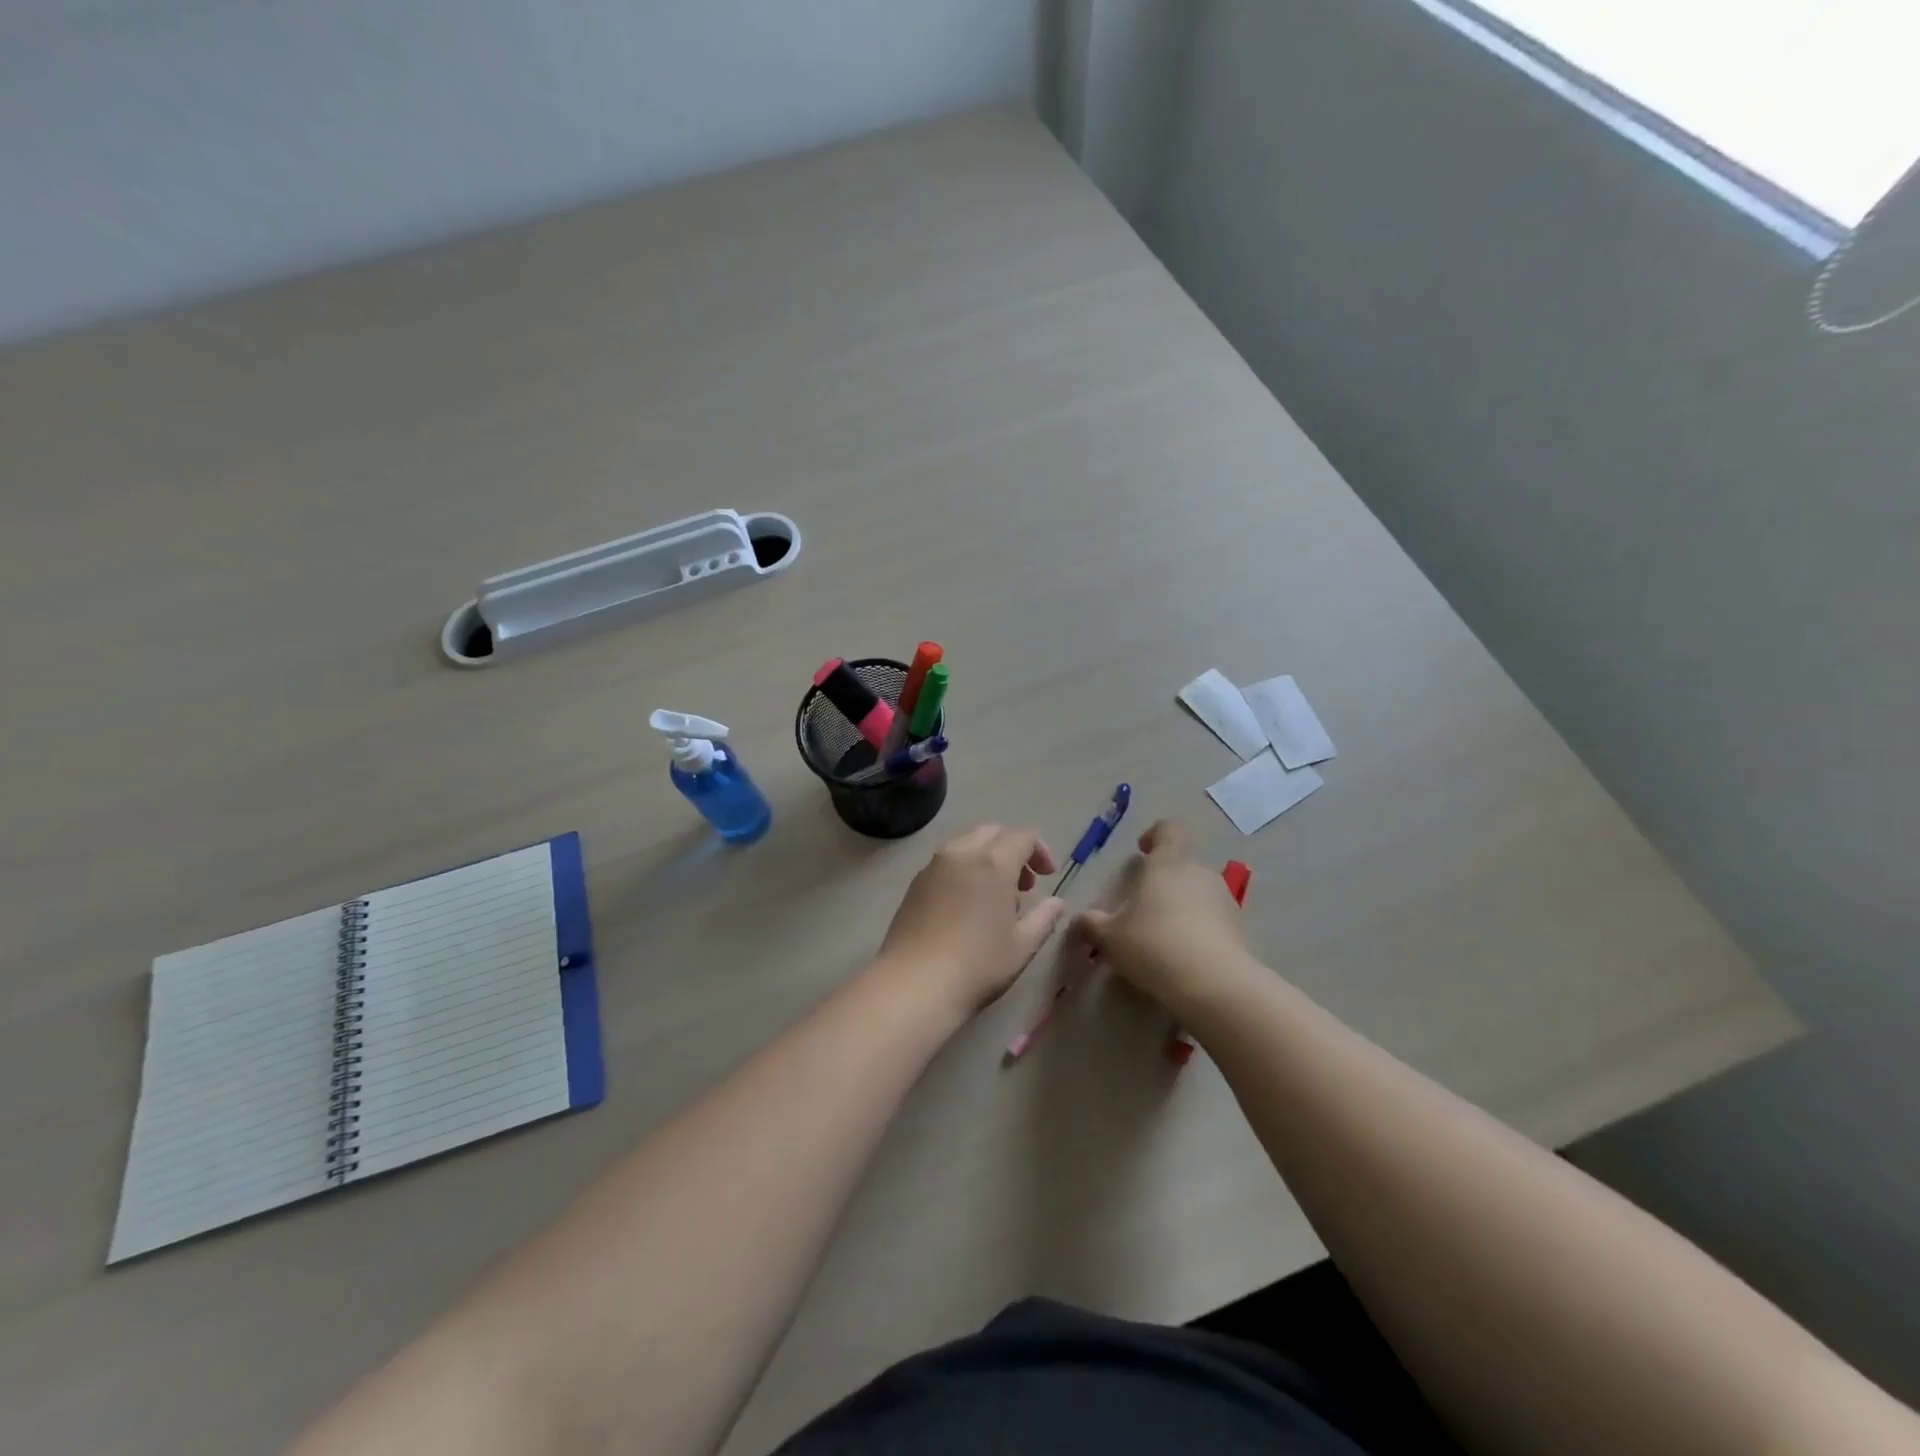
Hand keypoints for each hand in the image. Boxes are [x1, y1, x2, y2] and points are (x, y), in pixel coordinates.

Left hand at [876, 824, 1067, 1014]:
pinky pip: (947, 863)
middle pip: (992, 833)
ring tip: (996, 898)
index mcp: (992, 862)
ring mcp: (933, 866)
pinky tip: (967, 906)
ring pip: (966, 845)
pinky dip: (964, 870)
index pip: (1022, 836)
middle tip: (1024, 884)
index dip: (1040, 851)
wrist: (914, 985)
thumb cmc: (978, 964)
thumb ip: (1044, 918)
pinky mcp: (915, 883)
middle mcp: (961, 853)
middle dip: (1013, 850)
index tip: (1048, 877)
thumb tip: (1056, 902)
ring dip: (988, 859)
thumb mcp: (1022, 945)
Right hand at [1075, 819, 1256, 1011]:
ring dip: (1180, 906)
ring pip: (1197, 892)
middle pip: (1180, 864)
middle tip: (1140, 908)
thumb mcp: (1110, 938)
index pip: (1168, 829)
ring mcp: (1224, 900)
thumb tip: (1080, 920)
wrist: (1216, 986)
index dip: (1154, 836)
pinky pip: (1212, 919)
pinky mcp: (1238, 928)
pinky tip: (1182, 957)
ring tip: (1160, 937)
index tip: (1141, 852)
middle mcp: (1199, 873)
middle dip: (1162, 881)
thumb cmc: (1154, 946)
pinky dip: (1197, 930)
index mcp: (1168, 863)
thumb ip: (1091, 924)